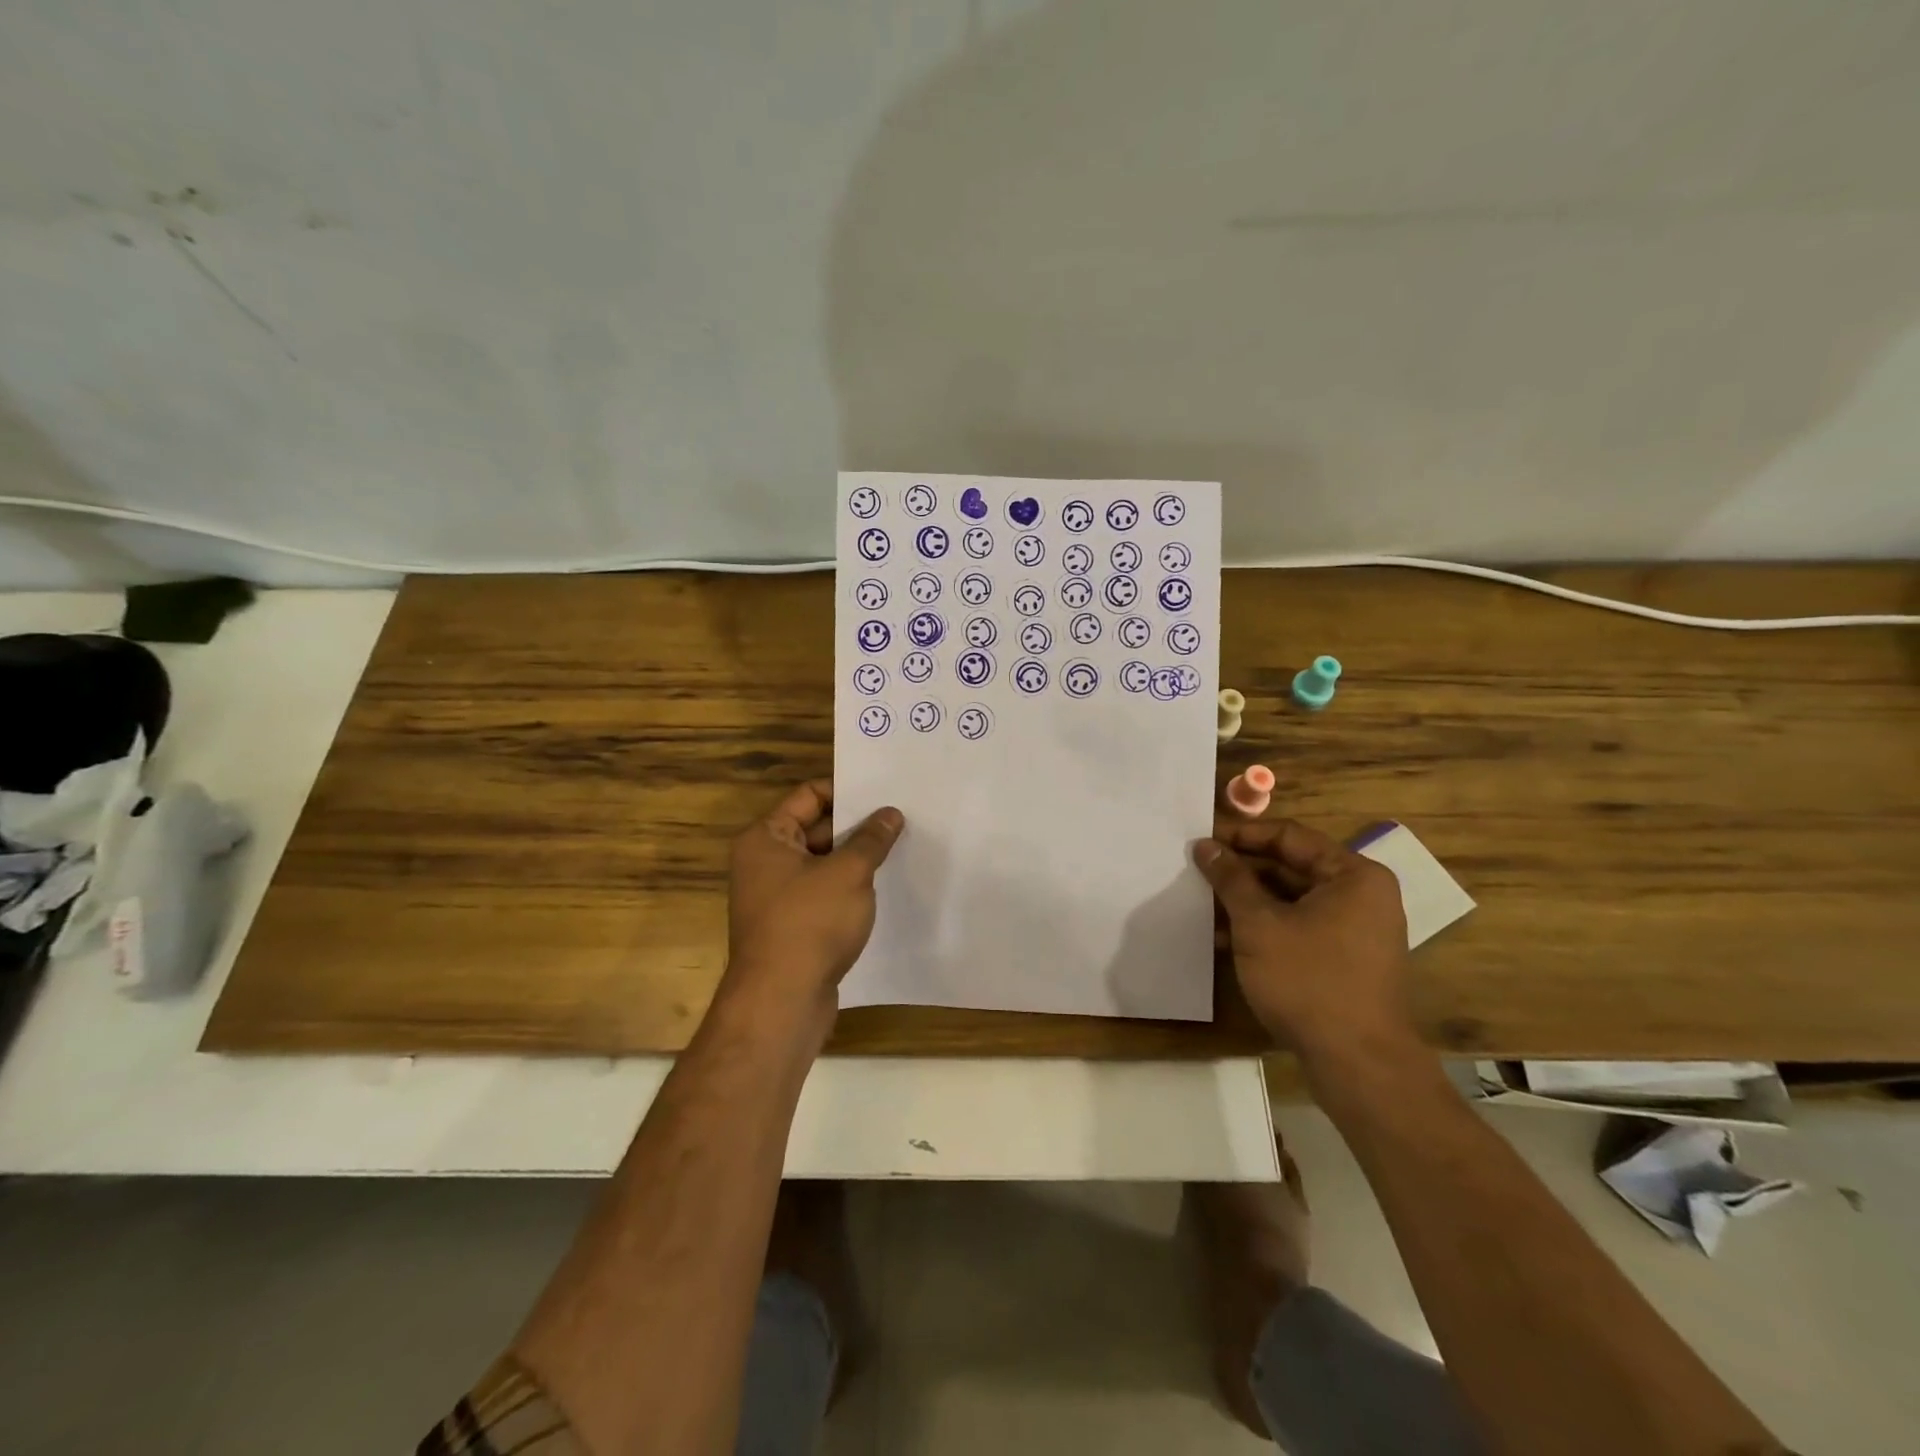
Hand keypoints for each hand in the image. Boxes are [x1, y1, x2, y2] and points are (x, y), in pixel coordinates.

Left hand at [722, 781, 903, 1028]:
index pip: (809, 795)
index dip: (847, 791)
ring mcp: (775, 896)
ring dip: (854, 859)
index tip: (884, 793)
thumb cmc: (810, 923)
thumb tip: (891, 813)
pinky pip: (822, 893)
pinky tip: (881, 888)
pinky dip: (847, 888)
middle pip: (815, 828)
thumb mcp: (849, 873)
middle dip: (856, 826)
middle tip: (900, 820)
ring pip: (822, 864)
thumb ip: (871, 839)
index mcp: (766, 838)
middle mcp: (763, 862)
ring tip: (899, 849)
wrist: (781, 1002)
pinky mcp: (790, 926)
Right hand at [1193, 819, 1417, 1072]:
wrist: (1358, 1064)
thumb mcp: (1259, 924)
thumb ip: (1231, 879)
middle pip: (1291, 866)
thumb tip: (1206, 846)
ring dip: (1247, 901)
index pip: (1289, 836)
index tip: (1201, 839)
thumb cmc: (1309, 980)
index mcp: (1352, 875)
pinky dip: (1264, 927)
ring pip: (1290, 900)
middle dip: (1241, 871)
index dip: (1242, 835)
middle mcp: (1361, 895)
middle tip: (1196, 869)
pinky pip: (1298, 927)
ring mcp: (1355, 930)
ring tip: (1200, 903)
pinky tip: (1222, 938)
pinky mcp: (1344, 959)